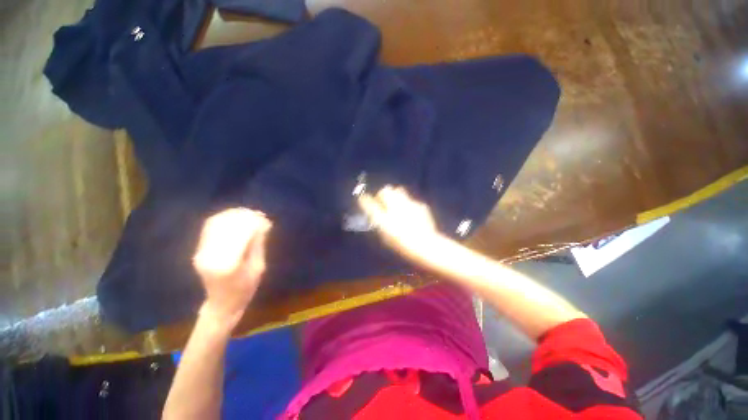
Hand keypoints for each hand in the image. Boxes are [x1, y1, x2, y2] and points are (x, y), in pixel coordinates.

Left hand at [193, 208, 271, 326]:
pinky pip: (209, 228)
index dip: (253, 223)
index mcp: (227, 263)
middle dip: (244, 217)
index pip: (240, 234)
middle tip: (259, 215)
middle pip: (227, 227)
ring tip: (249, 214)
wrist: (222, 304)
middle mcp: (210, 256)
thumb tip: (263, 223)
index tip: (265, 219)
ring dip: (233, 215)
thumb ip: (258, 244)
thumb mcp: (258, 267)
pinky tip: (235, 217)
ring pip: (216, 224)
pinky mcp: (199, 250)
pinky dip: (223, 219)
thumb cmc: (245, 289)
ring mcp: (202, 252)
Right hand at [358, 186, 441, 262]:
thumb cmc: (404, 245)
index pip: (370, 204)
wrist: (426, 245)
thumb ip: (380, 223)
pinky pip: (410, 200)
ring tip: (397, 203)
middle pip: (386, 191)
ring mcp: (409, 204)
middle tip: (383, 200)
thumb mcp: (387, 237)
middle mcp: (396, 208)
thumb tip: (375, 214)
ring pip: (399, 190)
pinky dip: (408, 204)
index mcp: (386, 219)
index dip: (365, 200)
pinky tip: (411, 213)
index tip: (363, 198)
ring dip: (395, 195)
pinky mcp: (420, 205)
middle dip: (382, 194)